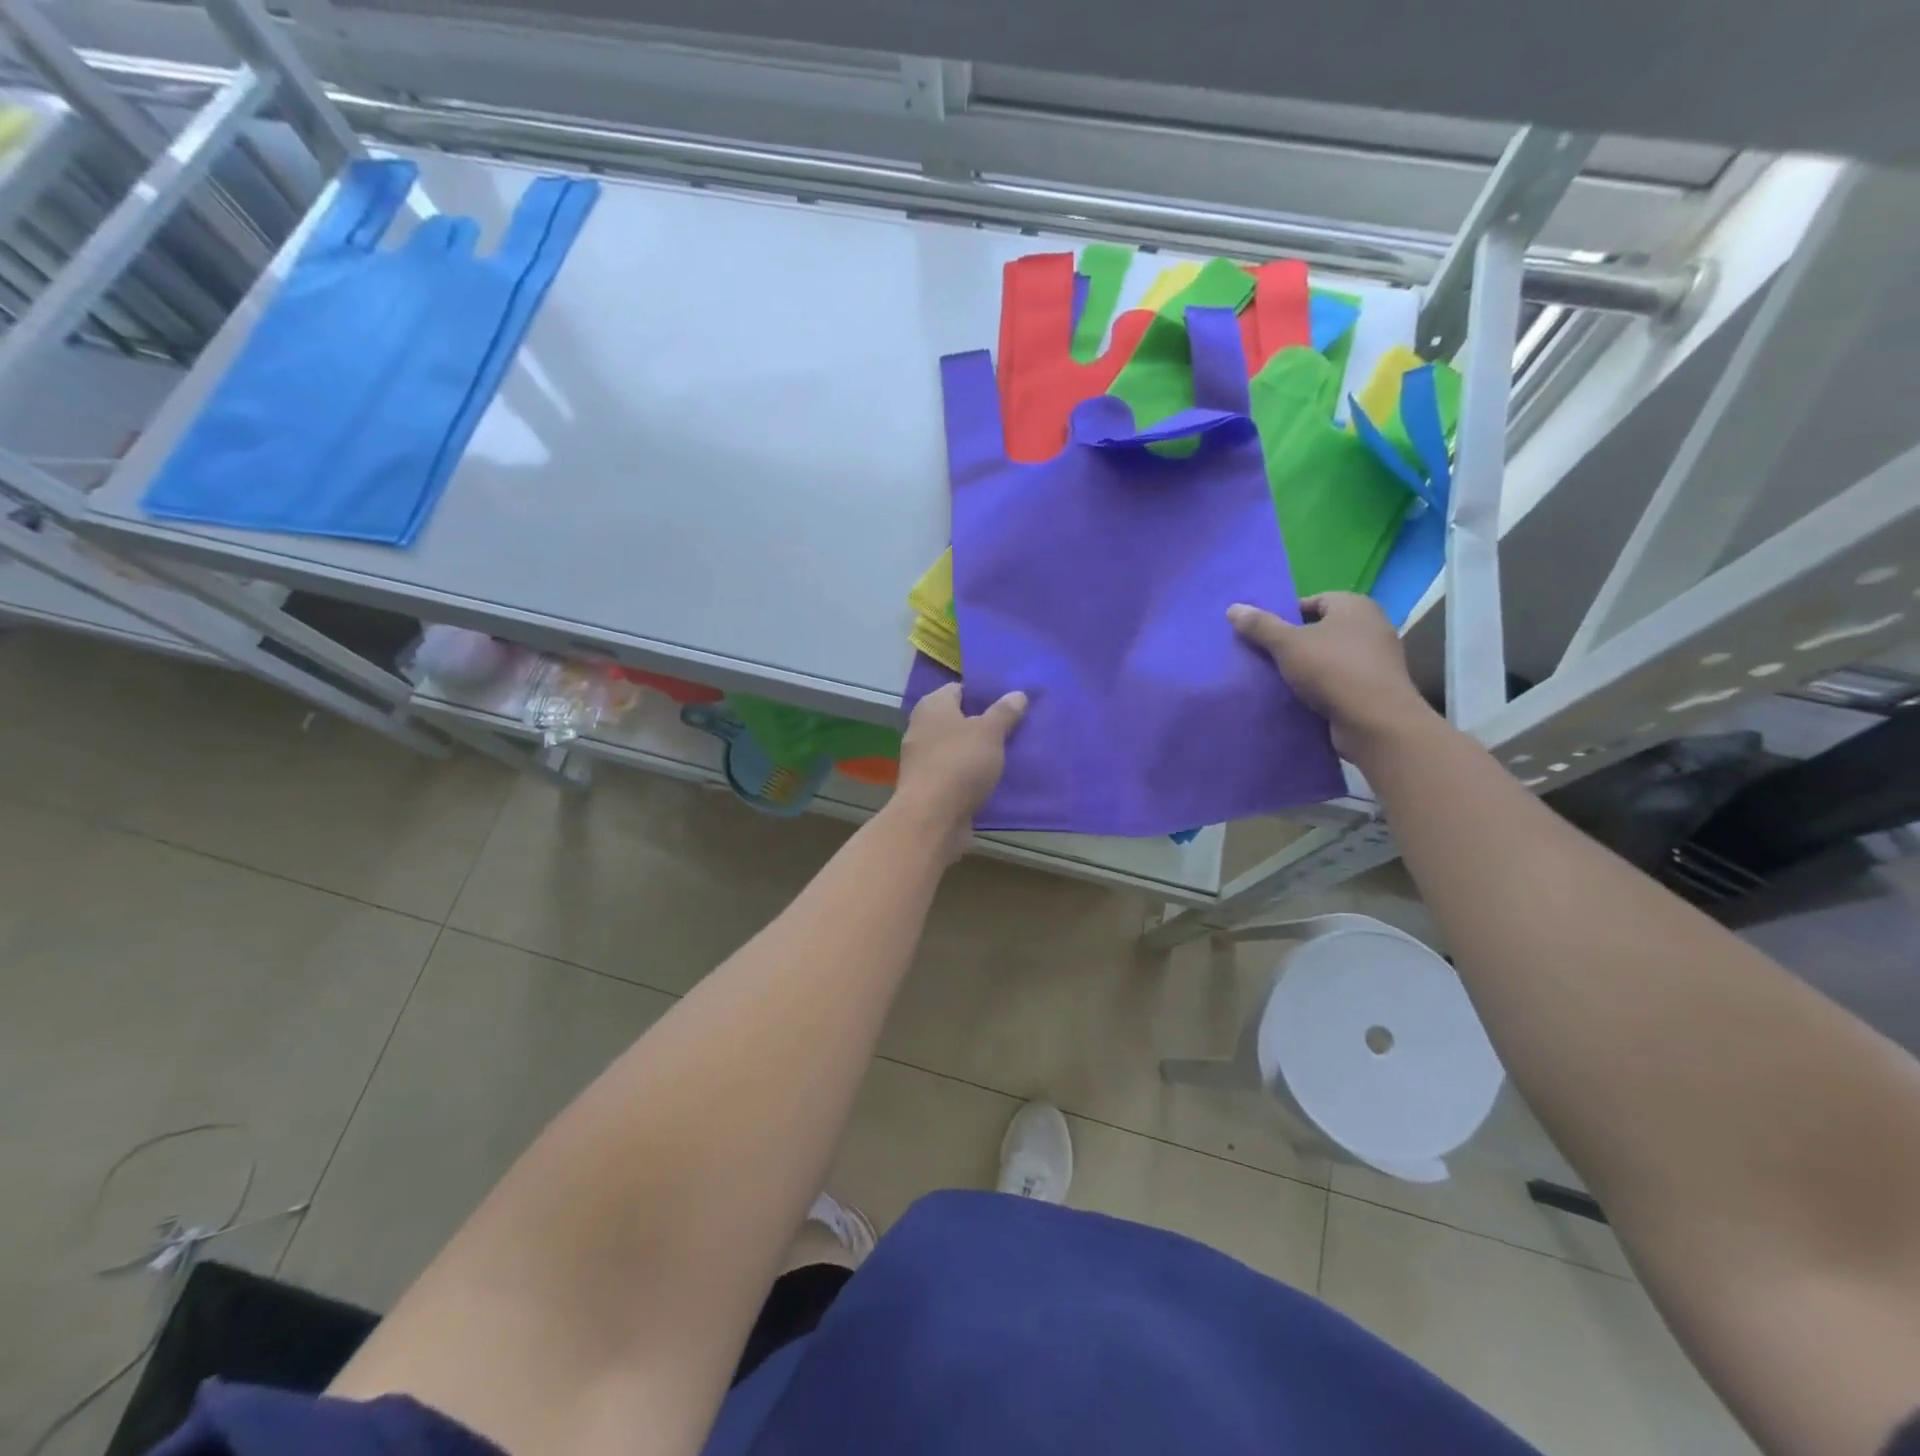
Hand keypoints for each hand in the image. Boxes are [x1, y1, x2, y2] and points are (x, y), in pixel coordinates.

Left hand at [890, 683, 1027, 855]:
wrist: (932, 818)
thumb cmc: (960, 763)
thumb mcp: (990, 732)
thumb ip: (1004, 712)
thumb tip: (1018, 694)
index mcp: (932, 706)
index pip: (959, 689)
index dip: (984, 693)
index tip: (1010, 701)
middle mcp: (922, 729)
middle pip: (958, 720)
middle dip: (984, 724)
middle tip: (1016, 726)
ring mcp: (922, 760)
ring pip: (958, 749)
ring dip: (979, 752)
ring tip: (1011, 753)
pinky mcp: (928, 787)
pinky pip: (956, 774)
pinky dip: (972, 775)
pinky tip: (995, 780)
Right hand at [1228, 593, 1435, 762]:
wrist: (1375, 721)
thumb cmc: (1332, 670)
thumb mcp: (1287, 644)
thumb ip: (1260, 625)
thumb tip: (1233, 607)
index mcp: (1354, 605)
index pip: (1313, 600)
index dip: (1286, 616)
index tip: (1265, 636)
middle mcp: (1372, 624)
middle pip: (1321, 628)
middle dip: (1295, 642)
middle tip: (1268, 657)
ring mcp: (1378, 657)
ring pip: (1331, 655)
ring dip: (1307, 665)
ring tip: (1280, 679)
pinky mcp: (1377, 686)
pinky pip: (1341, 678)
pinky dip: (1323, 685)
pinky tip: (1303, 697)